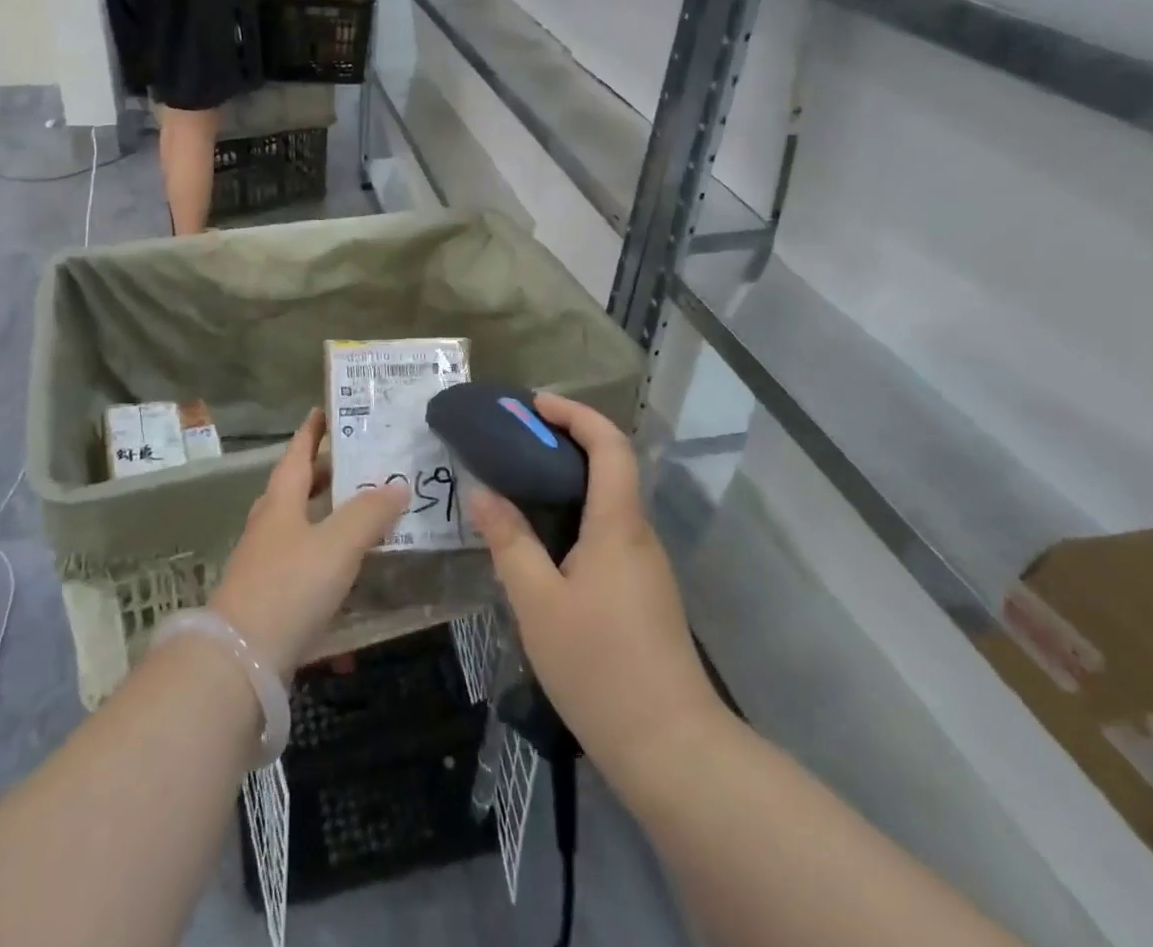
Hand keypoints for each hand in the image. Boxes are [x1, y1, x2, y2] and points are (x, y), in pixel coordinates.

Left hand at [211, 409, 408, 678]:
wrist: (239, 661)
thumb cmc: (289, 586)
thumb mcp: (337, 544)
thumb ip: (369, 513)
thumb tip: (398, 484)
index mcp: (281, 501)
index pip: (297, 454)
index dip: (311, 431)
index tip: (324, 410)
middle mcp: (270, 526)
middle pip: (298, 489)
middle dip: (326, 475)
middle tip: (359, 464)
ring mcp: (266, 563)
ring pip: (300, 528)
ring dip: (328, 518)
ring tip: (362, 516)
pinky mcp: (270, 599)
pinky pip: (304, 567)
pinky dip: (327, 563)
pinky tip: (350, 580)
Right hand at [467, 393, 727, 784]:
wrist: (671, 748)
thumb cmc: (600, 667)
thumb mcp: (537, 603)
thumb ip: (509, 542)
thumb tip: (482, 493)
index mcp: (618, 525)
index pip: (610, 445)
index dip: (576, 414)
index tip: (534, 405)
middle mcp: (638, 534)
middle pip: (610, 466)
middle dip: (564, 441)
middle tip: (513, 442)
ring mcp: (645, 565)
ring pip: (607, 502)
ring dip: (567, 480)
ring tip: (517, 485)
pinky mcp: (642, 592)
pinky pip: (607, 532)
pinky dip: (574, 515)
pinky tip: (541, 541)